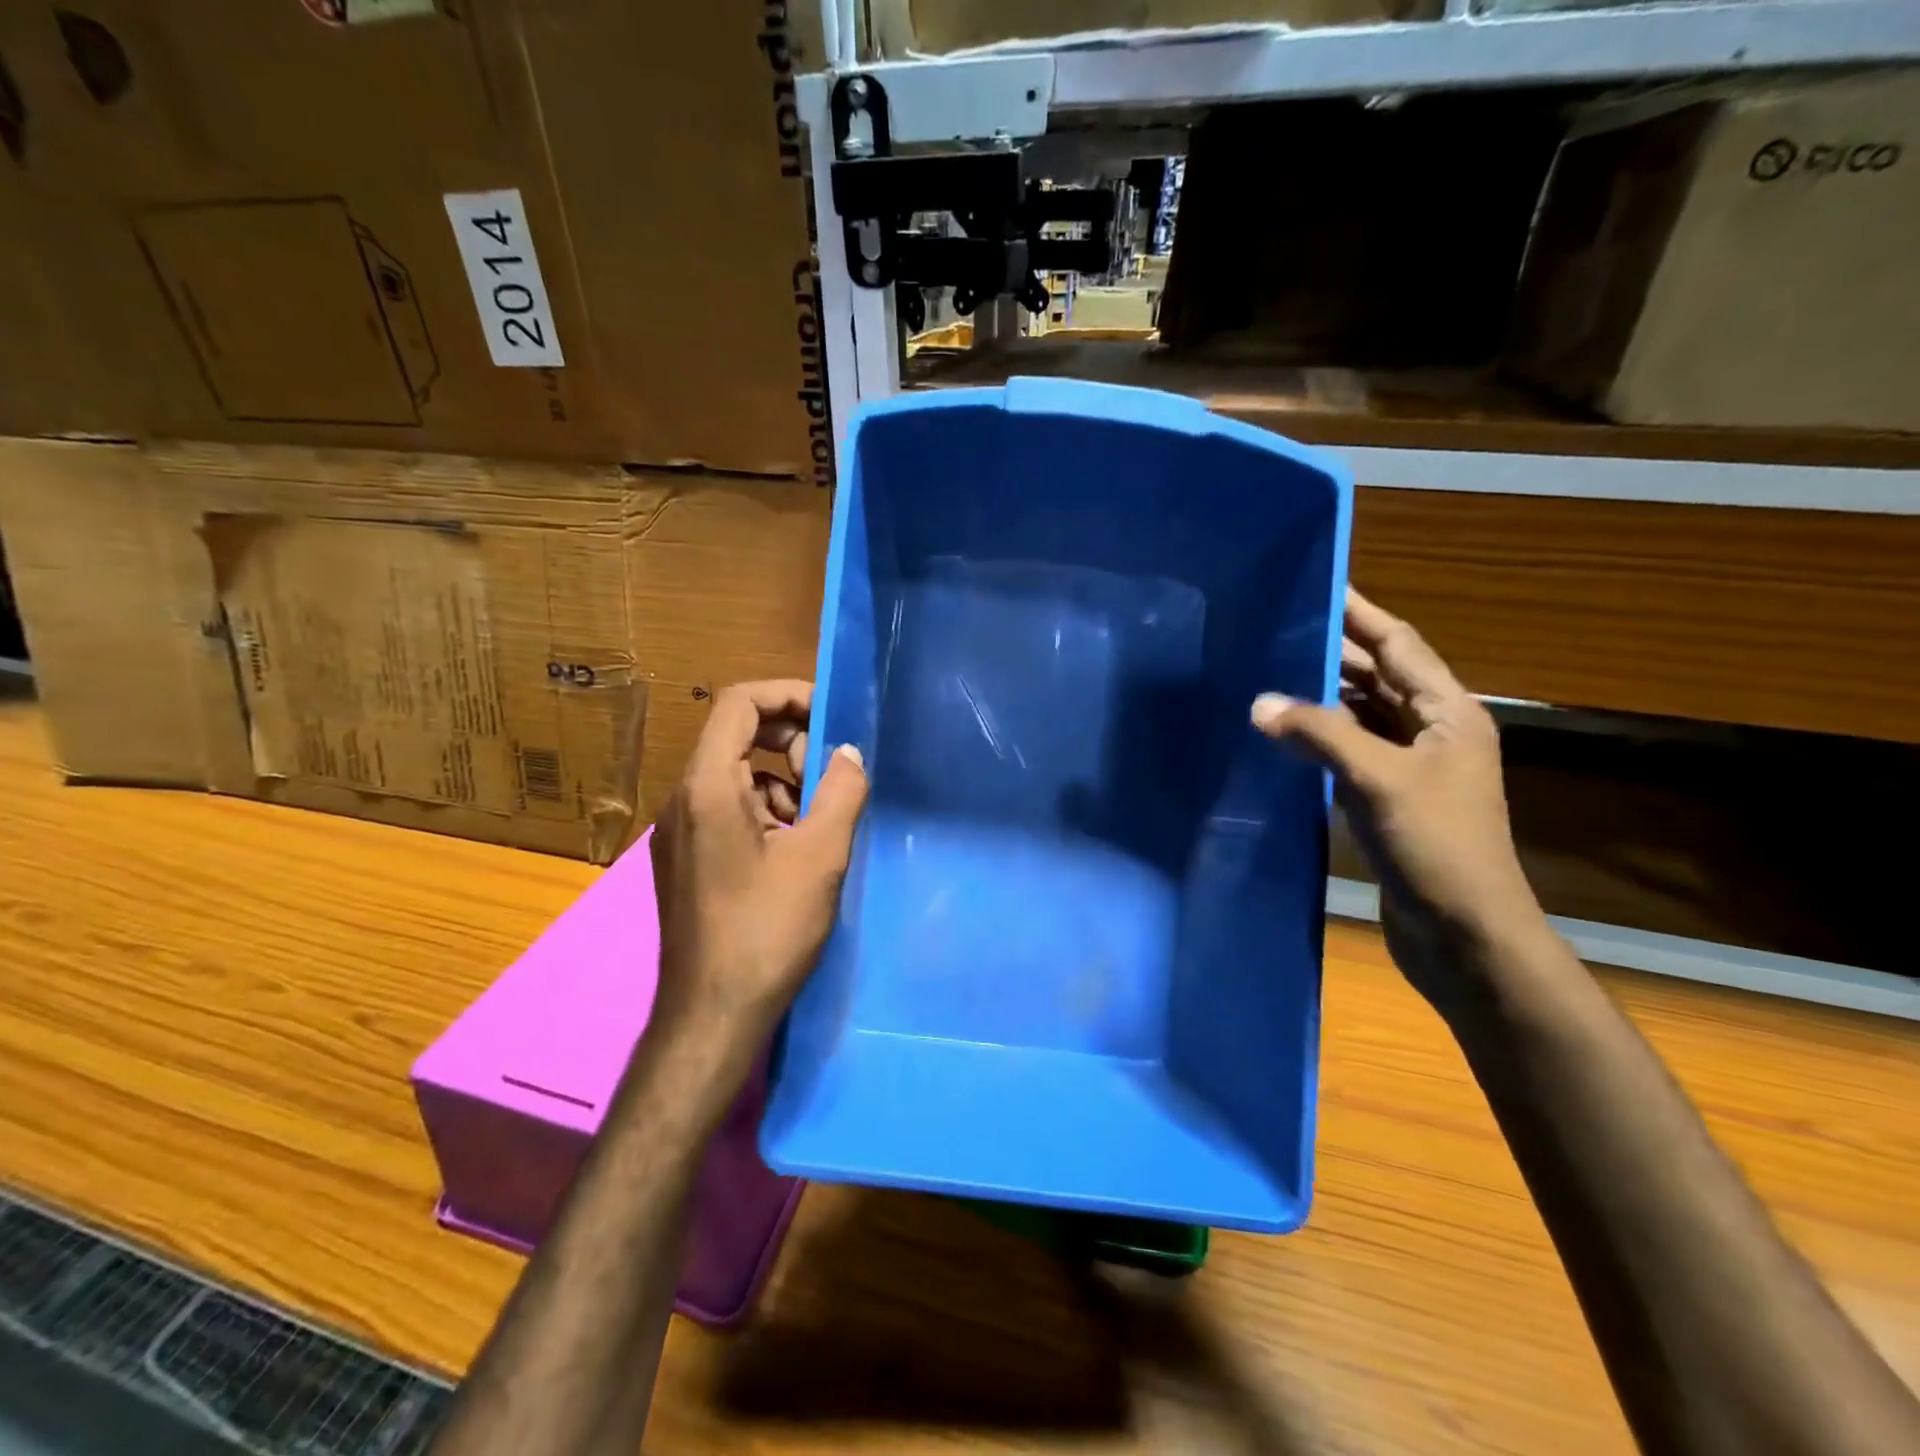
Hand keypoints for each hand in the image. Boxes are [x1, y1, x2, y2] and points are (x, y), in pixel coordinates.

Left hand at [649, 680, 867, 1052]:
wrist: (712, 1015)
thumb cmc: (767, 930)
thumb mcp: (820, 856)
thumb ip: (841, 792)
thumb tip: (849, 753)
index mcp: (707, 786)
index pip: (739, 703)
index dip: (788, 696)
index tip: (831, 718)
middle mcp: (682, 799)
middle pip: (735, 735)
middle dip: (790, 742)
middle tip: (831, 775)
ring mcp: (679, 831)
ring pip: (735, 775)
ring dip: (782, 781)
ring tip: (816, 822)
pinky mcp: (686, 859)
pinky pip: (727, 810)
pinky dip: (766, 812)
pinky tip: (793, 851)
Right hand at [1251, 590, 1543, 1013]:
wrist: (1464, 934)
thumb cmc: (1436, 847)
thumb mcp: (1378, 781)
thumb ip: (1319, 735)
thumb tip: (1258, 704)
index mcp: (1448, 713)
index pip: (1398, 645)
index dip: (1362, 612)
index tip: (1321, 585)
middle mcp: (1431, 732)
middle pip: (1377, 677)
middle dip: (1332, 652)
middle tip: (1276, 629)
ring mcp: (1409, 768)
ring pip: (1359, 716)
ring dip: (1320, 697)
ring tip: (1268, 673)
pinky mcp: (1387, 799)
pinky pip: (1347, 752)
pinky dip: (1317, 739)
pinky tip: (1281, 734)